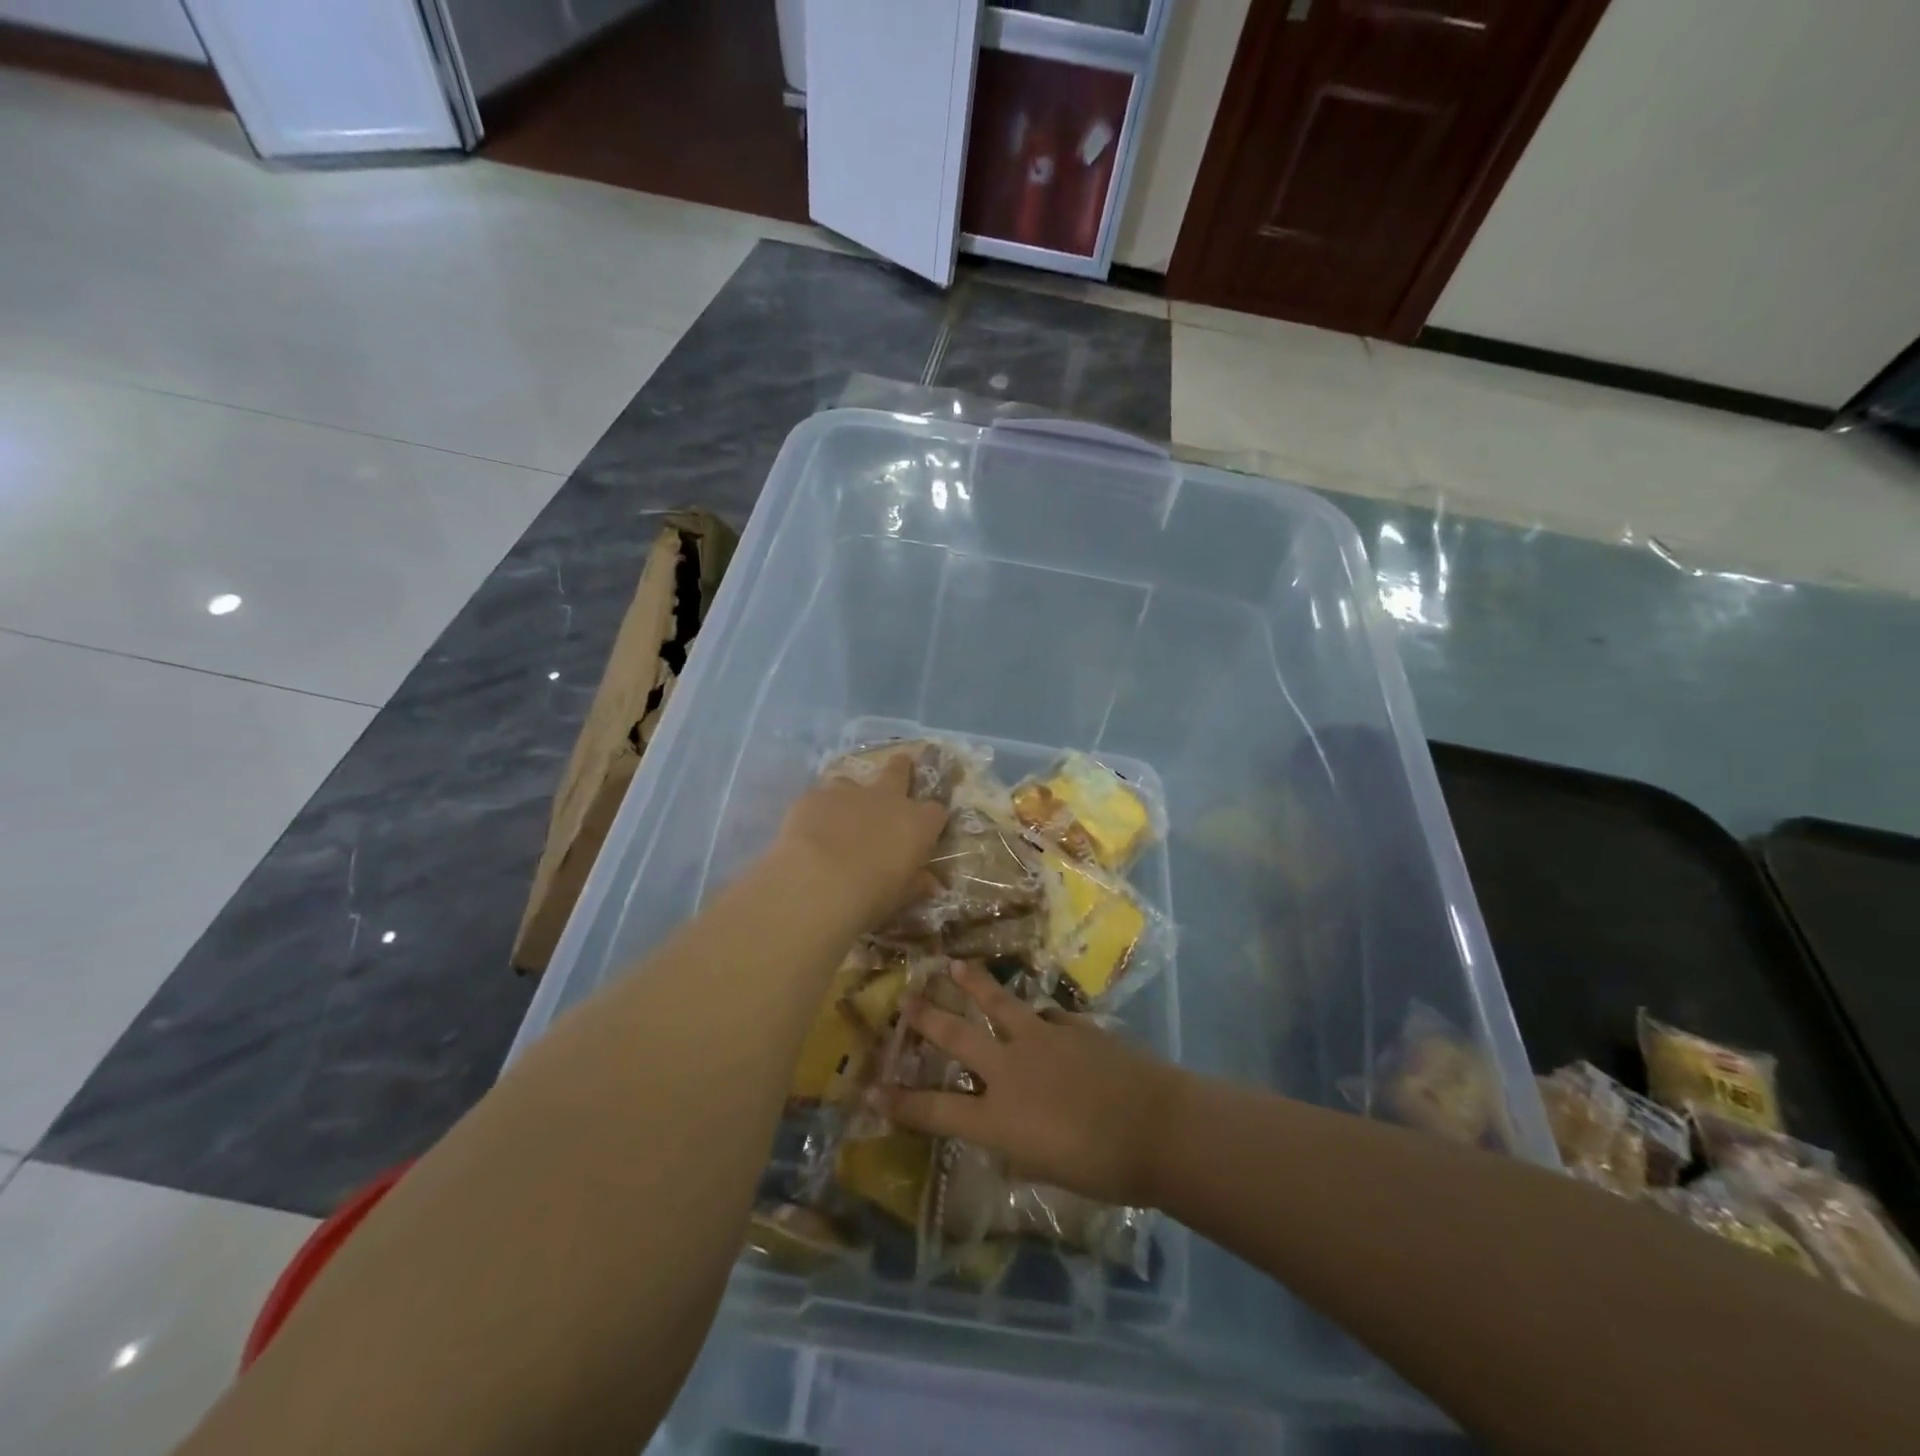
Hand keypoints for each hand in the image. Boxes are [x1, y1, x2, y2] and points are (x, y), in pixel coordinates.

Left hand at [772, 753, 947, 930]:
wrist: (817, 883)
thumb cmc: (871, 896)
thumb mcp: (901, 897)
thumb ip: (917, 884)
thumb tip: (930, 882)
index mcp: (916, 824)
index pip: (936, 811)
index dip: (931, 818)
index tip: (925, 828)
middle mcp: (887, 799)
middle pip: (899, 770)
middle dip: (901, 767)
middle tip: (899, 766)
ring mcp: (848, 792)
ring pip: (852, 782)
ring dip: (850, 795)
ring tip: (839, 815)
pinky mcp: (814, 796)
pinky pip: (819, 798)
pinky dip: (817, 811)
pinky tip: (807, 831)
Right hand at [870, 963, 1184, 1207]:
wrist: (1154, 1128)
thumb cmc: (1100, 1169)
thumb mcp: (1043, 1171)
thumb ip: (1014, 1145)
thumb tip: (1003, 1131)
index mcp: (997, 1117)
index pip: (934, 1110)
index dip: (899, 1103)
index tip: (869, 1091)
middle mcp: (1009, 1070)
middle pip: (956, 1037)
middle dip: (926, 1018)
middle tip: (904, 999)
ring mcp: (1041, 1039)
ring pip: (997, 1002)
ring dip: (972, 983)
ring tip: (952, 964)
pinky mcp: (1072, 1026)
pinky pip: (1046, 1014)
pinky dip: (1038, 1015)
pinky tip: (1039, 1014)